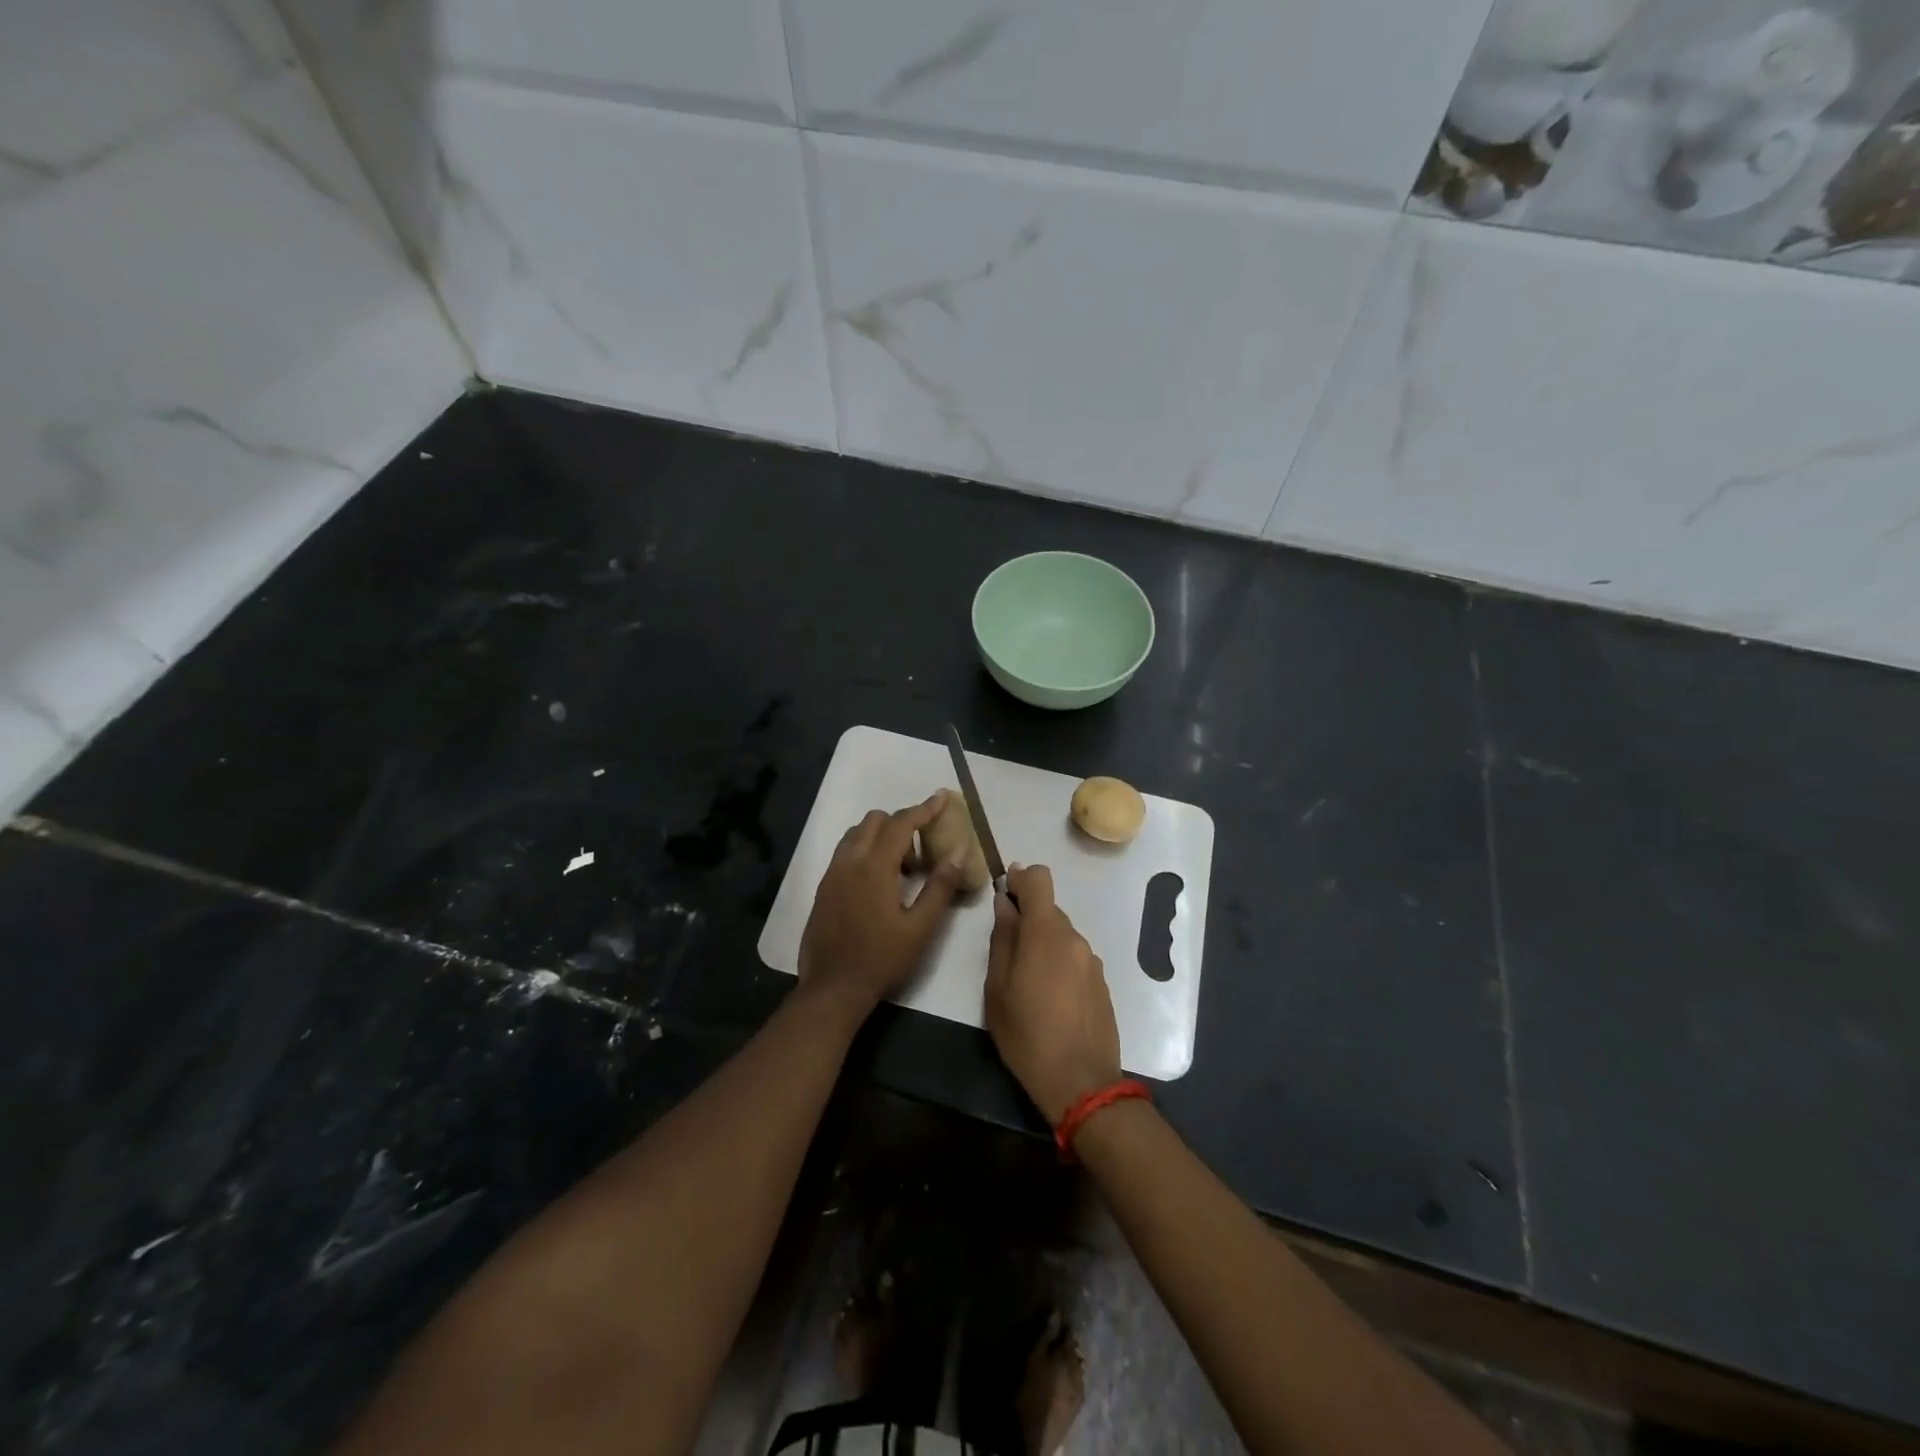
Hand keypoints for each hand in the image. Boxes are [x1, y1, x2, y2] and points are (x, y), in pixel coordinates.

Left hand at [798, 791, 967, 1016]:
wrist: (833, 988)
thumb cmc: (882, 959)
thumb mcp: (921, 927)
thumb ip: (940, 885)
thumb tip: (959, 850)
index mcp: (874, 867)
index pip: (901, 824)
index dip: (924, 809)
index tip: (941, 798)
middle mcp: (849, 862)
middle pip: (875, 821)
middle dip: (901, 824)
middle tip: (922, 851)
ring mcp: (832, 874)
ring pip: (856, 835)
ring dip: (881, 837)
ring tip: (901, 869)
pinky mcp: (823, 888)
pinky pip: (846, 853)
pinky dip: (865, 852)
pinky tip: (878, 884)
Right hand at [984, 864, 1121, 1123]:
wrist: (1081, 1083)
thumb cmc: (1027, 1035)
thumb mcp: (998, 988)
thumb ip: (1002, 938)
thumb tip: (1005, 902)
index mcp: (1046, 933)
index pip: (1040, 878)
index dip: (1021, 877)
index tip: (1005, 891)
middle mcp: (1074, 938)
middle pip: (1049, 909)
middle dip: (1027, 918)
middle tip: (1006, 951)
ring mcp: (1091, 961)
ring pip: (1061, 935)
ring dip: (1043, 943)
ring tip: (1026, 982)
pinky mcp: (1101, 982)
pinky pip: (1074, 957)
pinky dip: (1058, 963)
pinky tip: (1049, 998)